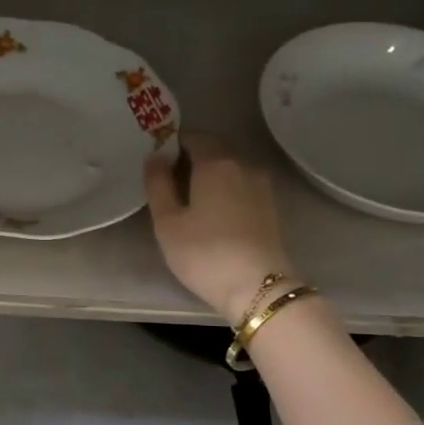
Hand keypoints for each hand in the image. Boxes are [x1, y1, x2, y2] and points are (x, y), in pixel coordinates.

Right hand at [144, 135, 294, 324]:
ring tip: (188, 200)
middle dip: (190, 158)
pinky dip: (224, 190)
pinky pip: (240, 186)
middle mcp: (243, 165)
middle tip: (167, 182)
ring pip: (229, 169)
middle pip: (213, 150)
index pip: (192, 137)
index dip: (172, 144)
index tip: (156, 162)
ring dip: (208, 176)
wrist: (258, 287)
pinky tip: (212, 213)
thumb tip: (154, 156)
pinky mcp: (270, 206)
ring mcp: (261, 185)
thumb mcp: (168, 222)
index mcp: (216, 163)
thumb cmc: (204, 253)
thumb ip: (157, 184)